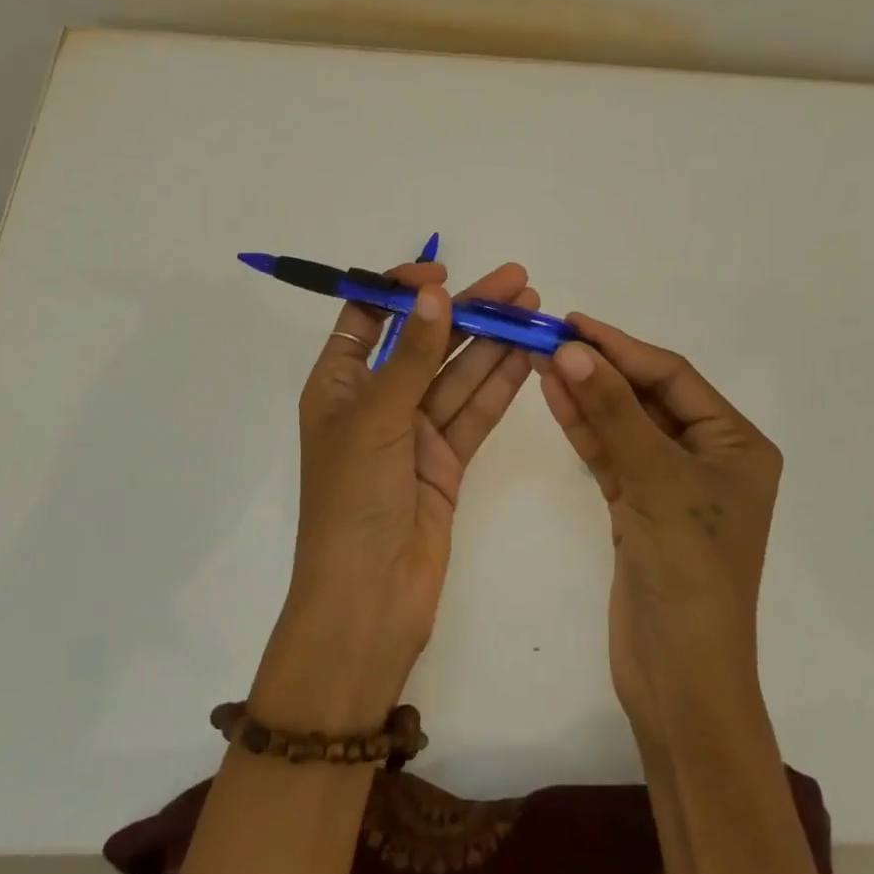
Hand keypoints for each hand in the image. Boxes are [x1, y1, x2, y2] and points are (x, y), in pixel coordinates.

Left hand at [250, 261, 538, 734]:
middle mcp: (377, 401)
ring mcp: (414, 431)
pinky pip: (475, 411)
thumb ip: (411, 355)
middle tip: (517, 281)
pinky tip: (529, 354)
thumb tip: (433, 292)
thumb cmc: (353, 501)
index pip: (368, 318)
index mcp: (339, 385)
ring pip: (458, 374)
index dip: (400, 289)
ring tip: (533, 307)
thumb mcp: (377, 419)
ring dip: (493, 341)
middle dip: (468, 310)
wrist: (369, 601)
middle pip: (425, 342)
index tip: (441, 272)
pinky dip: (500, 384)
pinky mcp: (446, 460)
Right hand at [537, 315, 781, 746]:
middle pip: (648, 397)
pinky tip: (555, 397)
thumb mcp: (656, 481)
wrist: (681, 678)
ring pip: (625, 425)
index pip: (673, 377)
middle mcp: (709, 457)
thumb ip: (613, 412)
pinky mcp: (641, 509)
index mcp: (737, 444)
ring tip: (543, 360)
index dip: (622, 347)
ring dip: (587, 395)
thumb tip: (571, 349)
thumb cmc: (689, 572)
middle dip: (601, 369)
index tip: (573, 323)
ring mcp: (673, 484)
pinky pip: (612, 456)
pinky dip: (585, 430)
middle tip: (550, 338)